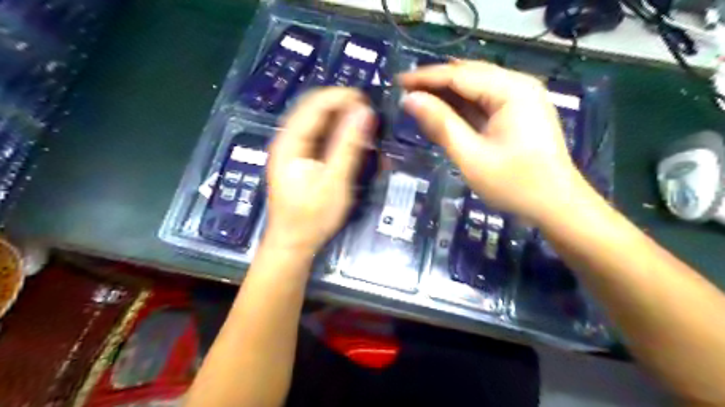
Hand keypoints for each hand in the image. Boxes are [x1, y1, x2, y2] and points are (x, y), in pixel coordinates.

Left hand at [265, 88, 372, 256]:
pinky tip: (353, 145)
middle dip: (344, 108)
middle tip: (371, 118)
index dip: (342, 97)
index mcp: (290, 141)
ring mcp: (293, 150)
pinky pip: (320, 137)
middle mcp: (288, 140)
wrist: (293, 244)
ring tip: (366, 131)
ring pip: (319, 122)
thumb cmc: (312, 217)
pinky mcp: (300, 160)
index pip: (316, 103)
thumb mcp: (334, 182)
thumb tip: (364, 111)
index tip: (370, 102)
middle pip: (315, 109)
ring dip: (342, 122)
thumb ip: (348, 145)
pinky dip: (338, 136)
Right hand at [399, 59, 591, 222]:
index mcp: (511, 90)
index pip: (459, 75)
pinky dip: (462, 107)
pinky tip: (443, 113)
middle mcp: (518, 86)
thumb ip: (441, 125)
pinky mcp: (518, 113)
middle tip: (405, 92)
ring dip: (447, 95)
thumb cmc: (514, 184)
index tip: (398, 82)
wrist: (556, 206)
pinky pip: (484, 103)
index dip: (426, 78)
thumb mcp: (471, 157)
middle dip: (435, 83)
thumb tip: (411, 100)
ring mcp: (520, 99)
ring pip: (476, 88)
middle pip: (468, 76)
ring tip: (418, 101)